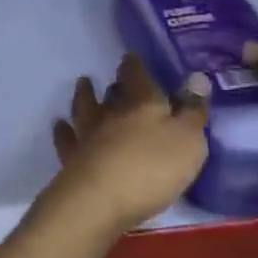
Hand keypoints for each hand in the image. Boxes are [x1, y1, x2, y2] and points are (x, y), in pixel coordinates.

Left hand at [46, 53, 210, 235]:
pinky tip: (60, 125)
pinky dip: (63, 130)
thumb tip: (197, 77)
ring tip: (83, 84)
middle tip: (115, 80)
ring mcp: (88, 135)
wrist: (100, 200)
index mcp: (142, 103)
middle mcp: (111, 113)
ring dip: (84, 95)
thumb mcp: (188, 140)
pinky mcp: (72, 158)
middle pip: (112, 93)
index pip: (136, 75)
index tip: (131, 58)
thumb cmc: (152, 168)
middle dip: (115, 84)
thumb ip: (193, 110)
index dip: (134, 65)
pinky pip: (66, 138)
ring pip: (85, 108)